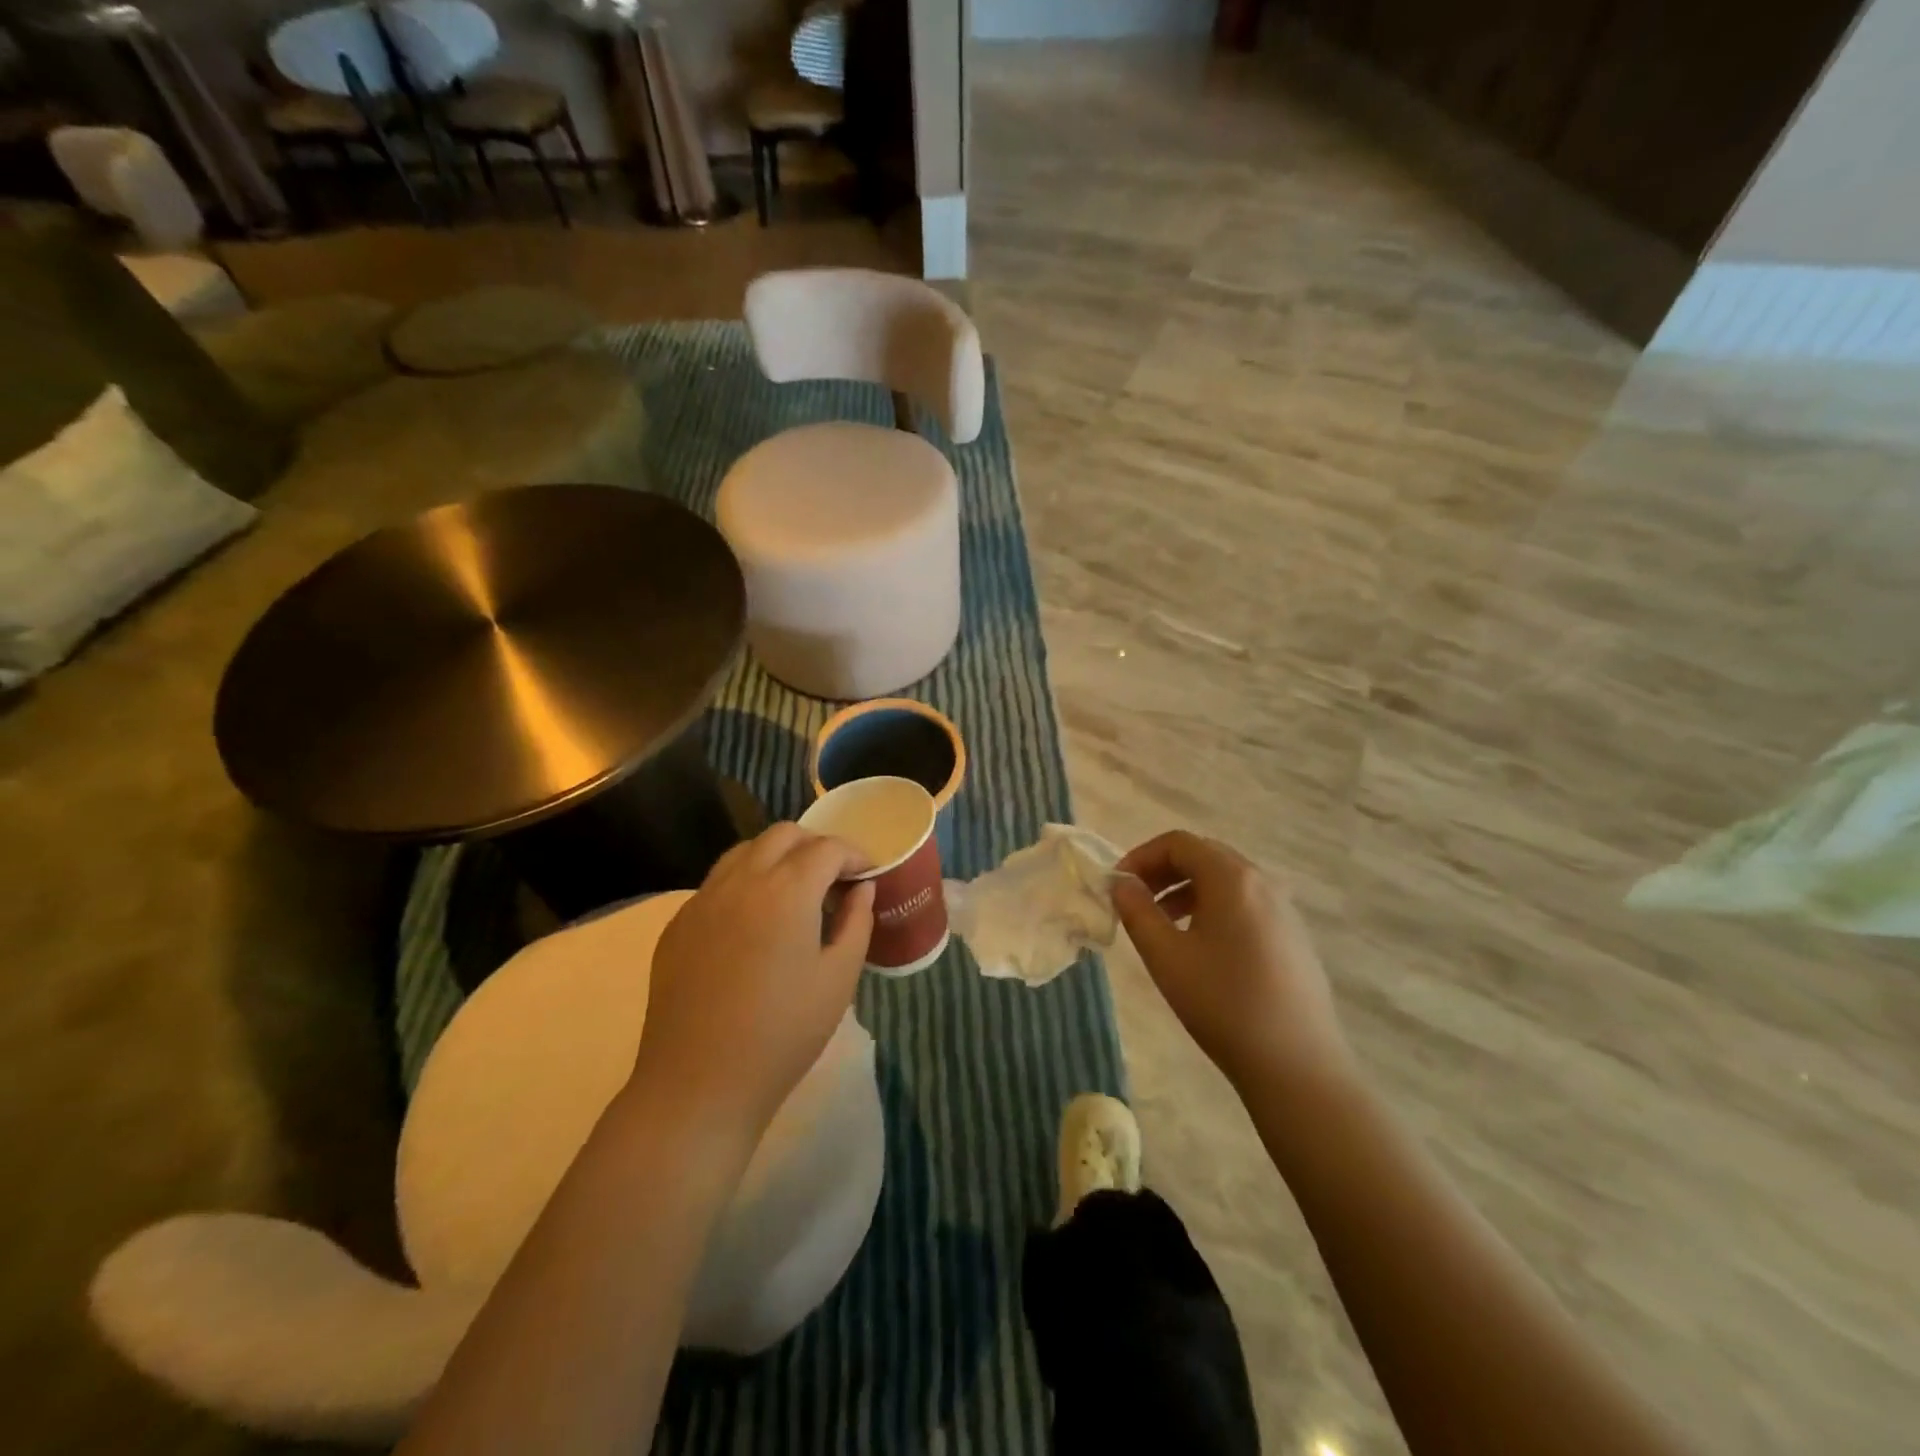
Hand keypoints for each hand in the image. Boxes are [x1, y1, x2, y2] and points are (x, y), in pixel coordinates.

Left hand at [631, 824, 874, 1142]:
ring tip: (795, 893)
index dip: (854, 854)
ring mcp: (702, 899)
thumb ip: (856, 922)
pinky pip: (717, 883)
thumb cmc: (783, 1033)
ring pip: (744, 852)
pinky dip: (745, 883)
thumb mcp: (838, 979)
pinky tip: (754, 924)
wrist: (698, 1084)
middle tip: (834, 879)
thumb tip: (861, 888)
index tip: (868, 875)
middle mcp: (741, 880)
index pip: (827, 848)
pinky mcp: (678, 924)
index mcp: (786, 890)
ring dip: (777, 858)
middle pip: (783, 835)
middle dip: (815, 846)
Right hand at [1112, 831, 1353, 1096]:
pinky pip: (1245, 904)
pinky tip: (1201, 947)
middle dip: (1163, 871)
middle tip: (1135, 900)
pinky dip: (1213, 907)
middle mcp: (1262, 882)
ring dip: (1187, 890)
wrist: (1297, 1065)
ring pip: (1226, 881)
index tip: (1118, 885)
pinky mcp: (1293, 936)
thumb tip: (1122, 885)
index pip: (1179, 843)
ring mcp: (1283, 909)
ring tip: (1161, 924)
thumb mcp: (1166, 957)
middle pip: (1204, 855)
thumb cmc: (1223, 1004)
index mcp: (1231, 878)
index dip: (1141, 856)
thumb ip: (1137, 912)